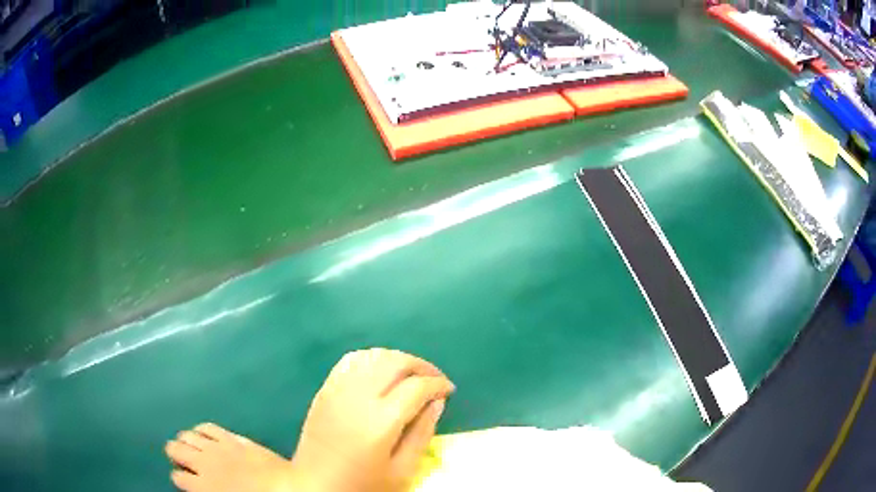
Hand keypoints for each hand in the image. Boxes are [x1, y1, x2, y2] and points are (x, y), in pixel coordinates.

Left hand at [289, 349, 454, 491]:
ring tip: (411, 374)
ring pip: (373, 356)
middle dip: (421, 365)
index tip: (448, 390)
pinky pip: (351, 361)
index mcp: (381, 420)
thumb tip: (438, 401)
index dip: (438, 384)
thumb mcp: (402, 470)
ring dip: (398, 359)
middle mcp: (358, 396)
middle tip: (434, 379)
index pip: (417, 387)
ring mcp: (337, 389)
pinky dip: (372, 358)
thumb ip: (422, 433)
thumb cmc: (363, 484)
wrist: (315, 485)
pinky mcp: (324, 390)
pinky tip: (381, 371)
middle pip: (395, 362)